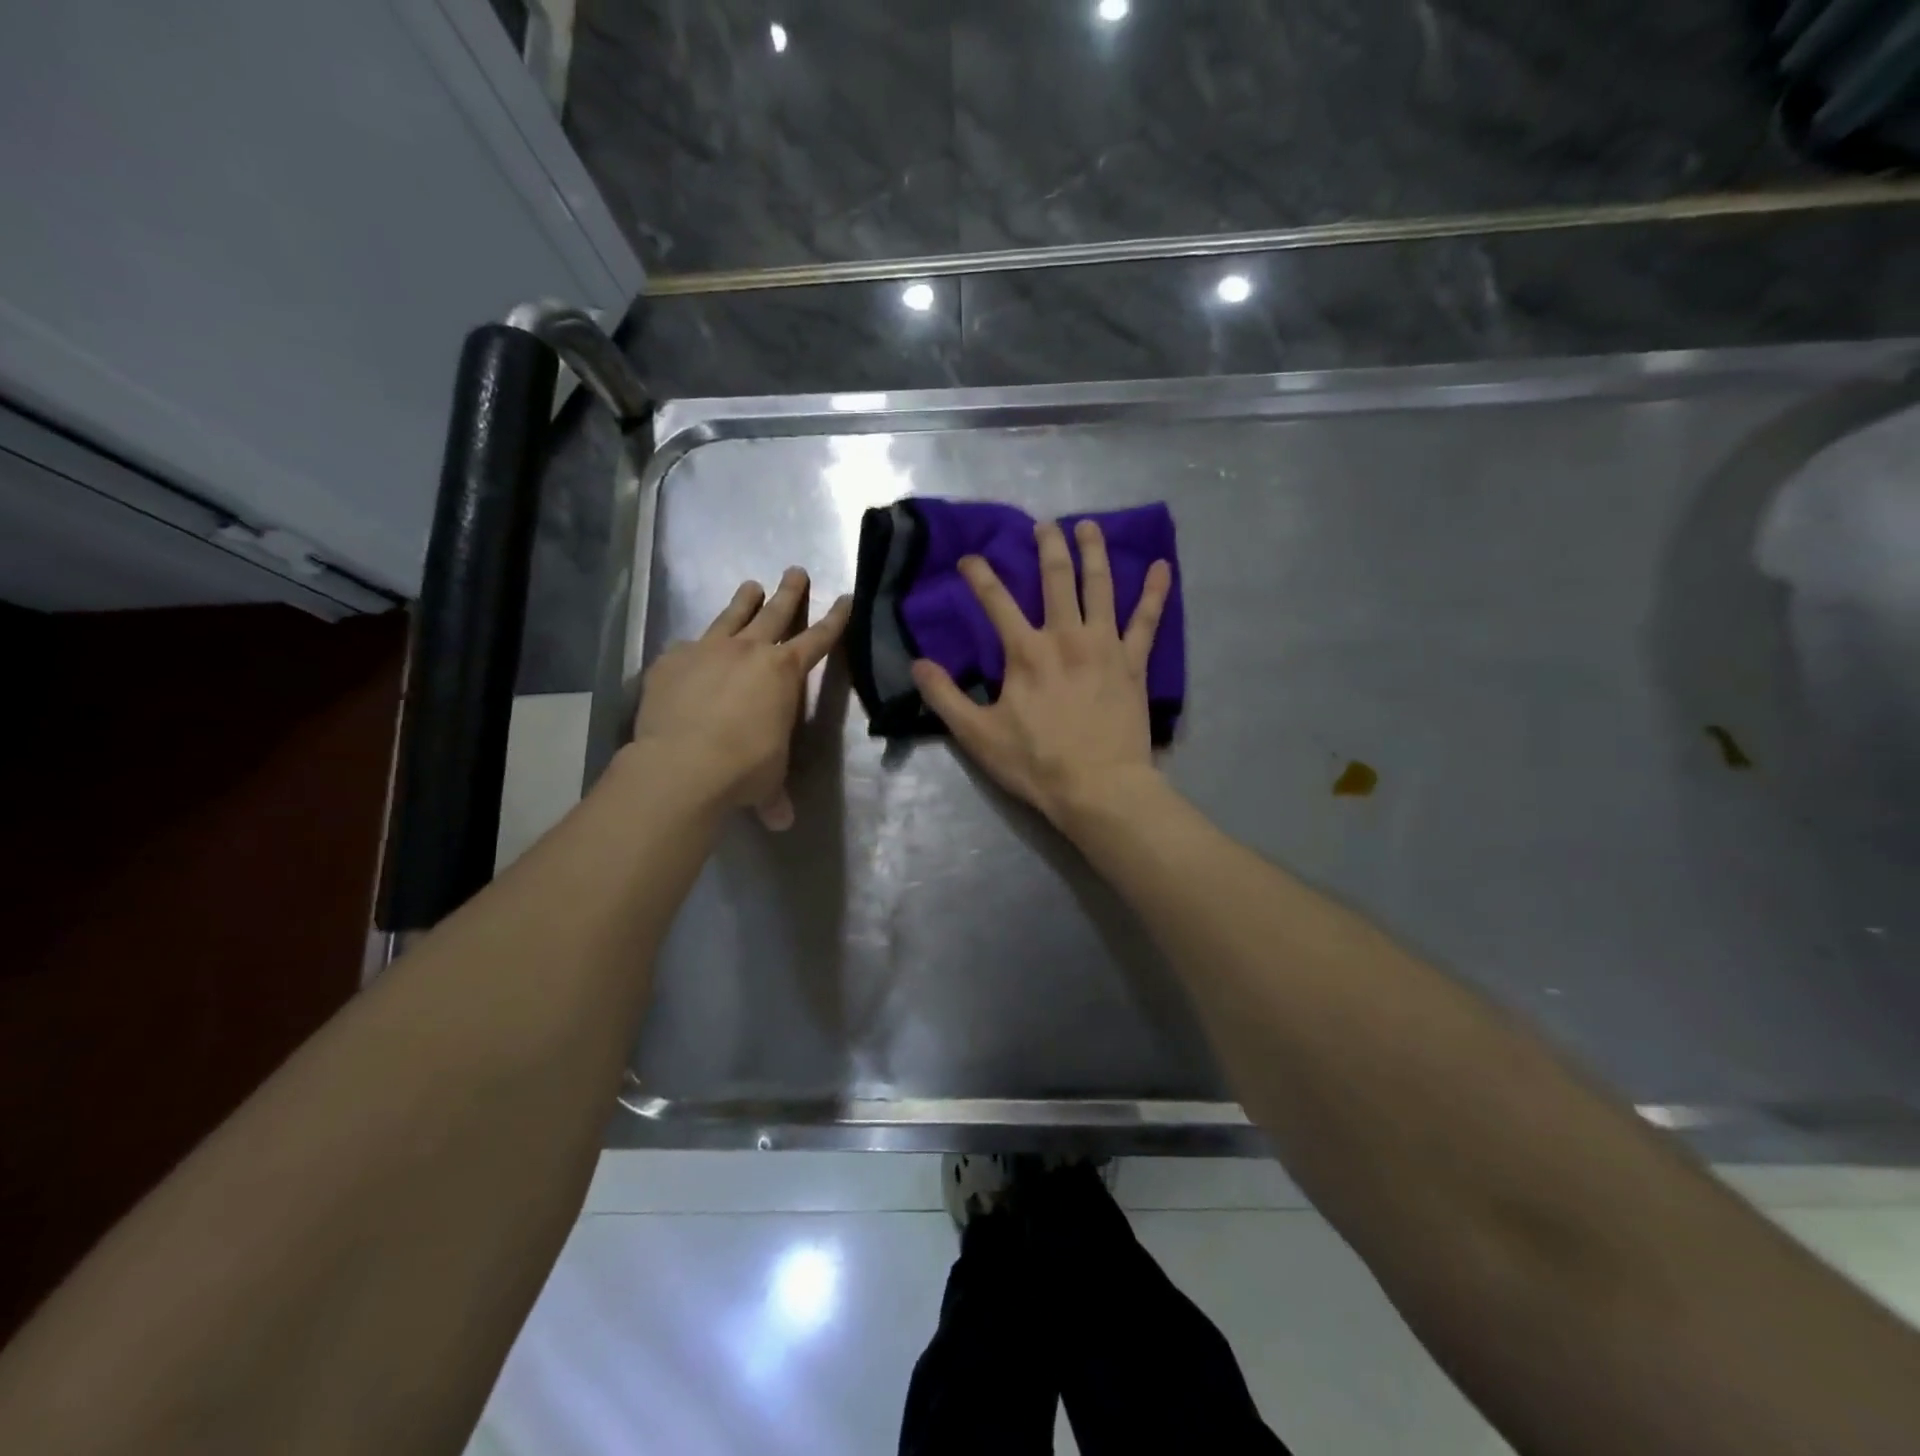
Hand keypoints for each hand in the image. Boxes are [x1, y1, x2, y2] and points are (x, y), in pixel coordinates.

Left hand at [633, 568, 850, 829]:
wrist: (682, 765)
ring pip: (731, 616)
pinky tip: (689, 649)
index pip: (819, 639)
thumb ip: (774, 795)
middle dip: (790, 591)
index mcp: (784, 673)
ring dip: (744, 600)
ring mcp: (706, 650)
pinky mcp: (670, 661)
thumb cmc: (743, 769)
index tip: (845, 597)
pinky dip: (694, 646)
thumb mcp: (768, 781)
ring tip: (751, 586)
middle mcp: (748, 651)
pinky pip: (686, 646)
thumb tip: (780, 822)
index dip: (835, 619)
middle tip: (795, 570)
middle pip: (775, 612)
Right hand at [911, 519, 1171, 828]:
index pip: (996, 601)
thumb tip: (917, 663)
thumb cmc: (1035, 763)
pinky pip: (1147, 621)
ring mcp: (1104, 646)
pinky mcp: (1134, 664)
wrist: (1098, 788)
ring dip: (1094, 552)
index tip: (970, 558)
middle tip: (1044, 525)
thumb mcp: (977, 735)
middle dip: (1048, 546)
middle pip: (1056, 579)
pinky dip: (1155, 592)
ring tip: (1090, 527)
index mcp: (1026, 652)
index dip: (980, 575)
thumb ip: (945, 696)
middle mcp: (1065, 636)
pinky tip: (1161, 566)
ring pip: (1100, 587)